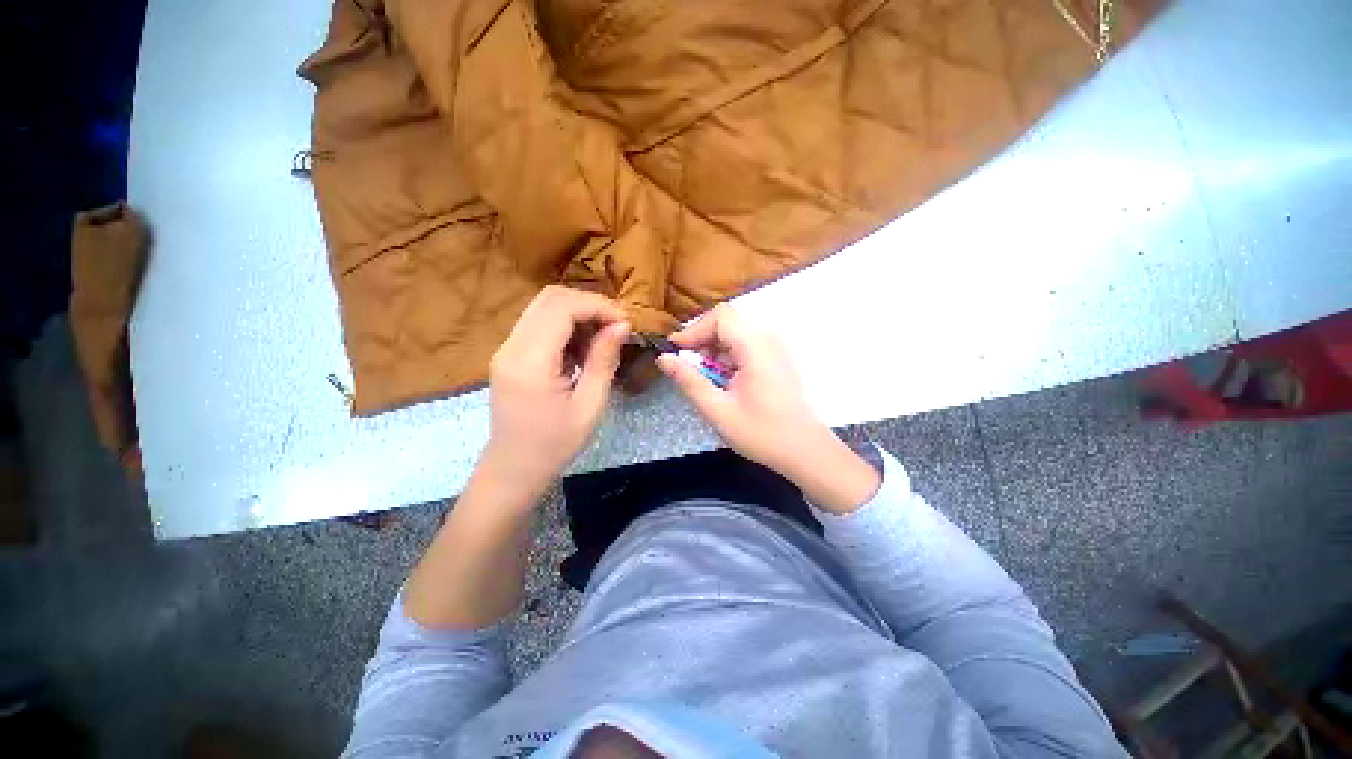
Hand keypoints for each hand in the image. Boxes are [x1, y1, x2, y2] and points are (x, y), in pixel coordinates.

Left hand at [477, 286, 628, 502]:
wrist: (514, 469)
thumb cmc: (555, 445)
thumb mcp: (590, 406)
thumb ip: (603, 360)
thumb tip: (621, 326)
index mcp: (530, 362)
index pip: (561, 308)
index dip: (597, 307)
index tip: (625, 323)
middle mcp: (512, 346)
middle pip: (550, 298)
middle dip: (589, 304)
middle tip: (617, 326)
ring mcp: (507, 348)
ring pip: (544, 307)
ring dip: (578, 314)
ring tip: (603, 339)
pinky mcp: (510, 354)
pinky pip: (539, 324)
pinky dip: (566, 326)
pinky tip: (582, 349)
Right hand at [657, 304, 878, 511]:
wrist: (806, 451)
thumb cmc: (762, 433)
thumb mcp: (717, 410)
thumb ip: (689, 381)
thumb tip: (664, 358)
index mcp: (756, 347)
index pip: (720, 317)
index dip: (693, 330)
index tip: (676, 353)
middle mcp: (769, 339)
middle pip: (727, 323)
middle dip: (702, 342)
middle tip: (689, 369)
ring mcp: (776, 348)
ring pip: (736, 335)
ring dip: (714, 352)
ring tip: (707, 380)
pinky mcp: (778, 359)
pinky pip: (747, 347)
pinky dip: (729, 359)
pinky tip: (725, 383)